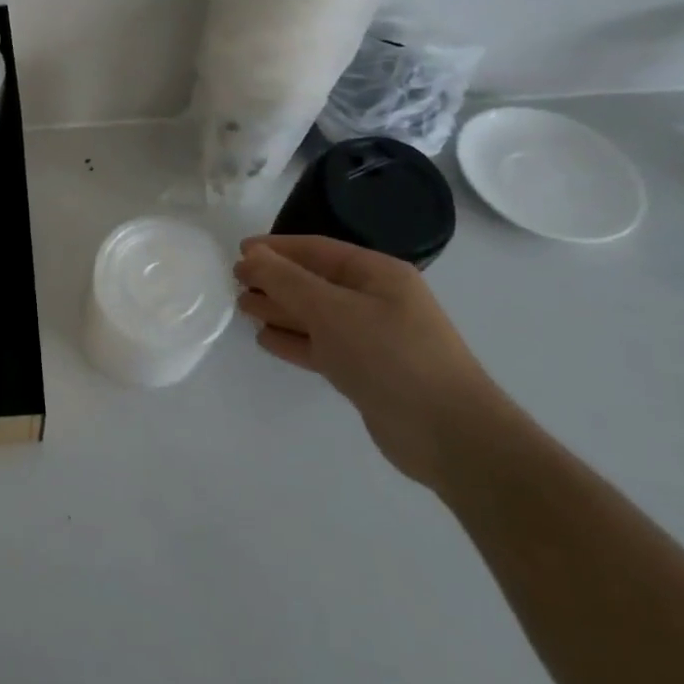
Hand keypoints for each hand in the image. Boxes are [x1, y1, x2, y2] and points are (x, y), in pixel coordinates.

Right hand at [234, 236, 514, 489]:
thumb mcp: (332, 310)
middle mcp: (376, 300)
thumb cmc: (389, 356)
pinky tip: (266, 340)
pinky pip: (321, 346)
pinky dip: (294, 341)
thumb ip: (287, 281)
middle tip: (235, 282)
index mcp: (377, 274)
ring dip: (279, 310)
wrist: (448, 434)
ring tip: (243, 308)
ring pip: (315, 315)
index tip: (239, 252)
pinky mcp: (365, 371)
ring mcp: (372, 338)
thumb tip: (252, 256)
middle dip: (274, 280)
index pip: (317, 250)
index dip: (276, 248)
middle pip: (314, 281)